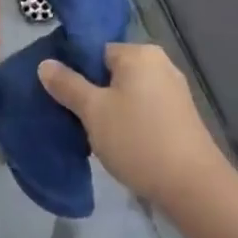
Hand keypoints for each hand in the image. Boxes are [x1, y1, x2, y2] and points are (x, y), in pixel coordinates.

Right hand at [38, 44, 229, 211]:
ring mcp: (174, 90)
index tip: (62, 97)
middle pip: (111, 71)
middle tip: (75, 118)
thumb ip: (67, 85)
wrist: (192, 186)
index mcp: (139, 53)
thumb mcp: (93, 112)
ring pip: (127, 92)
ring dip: (110, 110)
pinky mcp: (180, 115)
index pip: (95, 51)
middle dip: (92, 93)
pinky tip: (120, 143)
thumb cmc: (138, 139)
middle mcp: (160, 63)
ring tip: (94, 135)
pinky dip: (129, 120)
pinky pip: (144, 108)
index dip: (75, 72)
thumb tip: (45, 64)